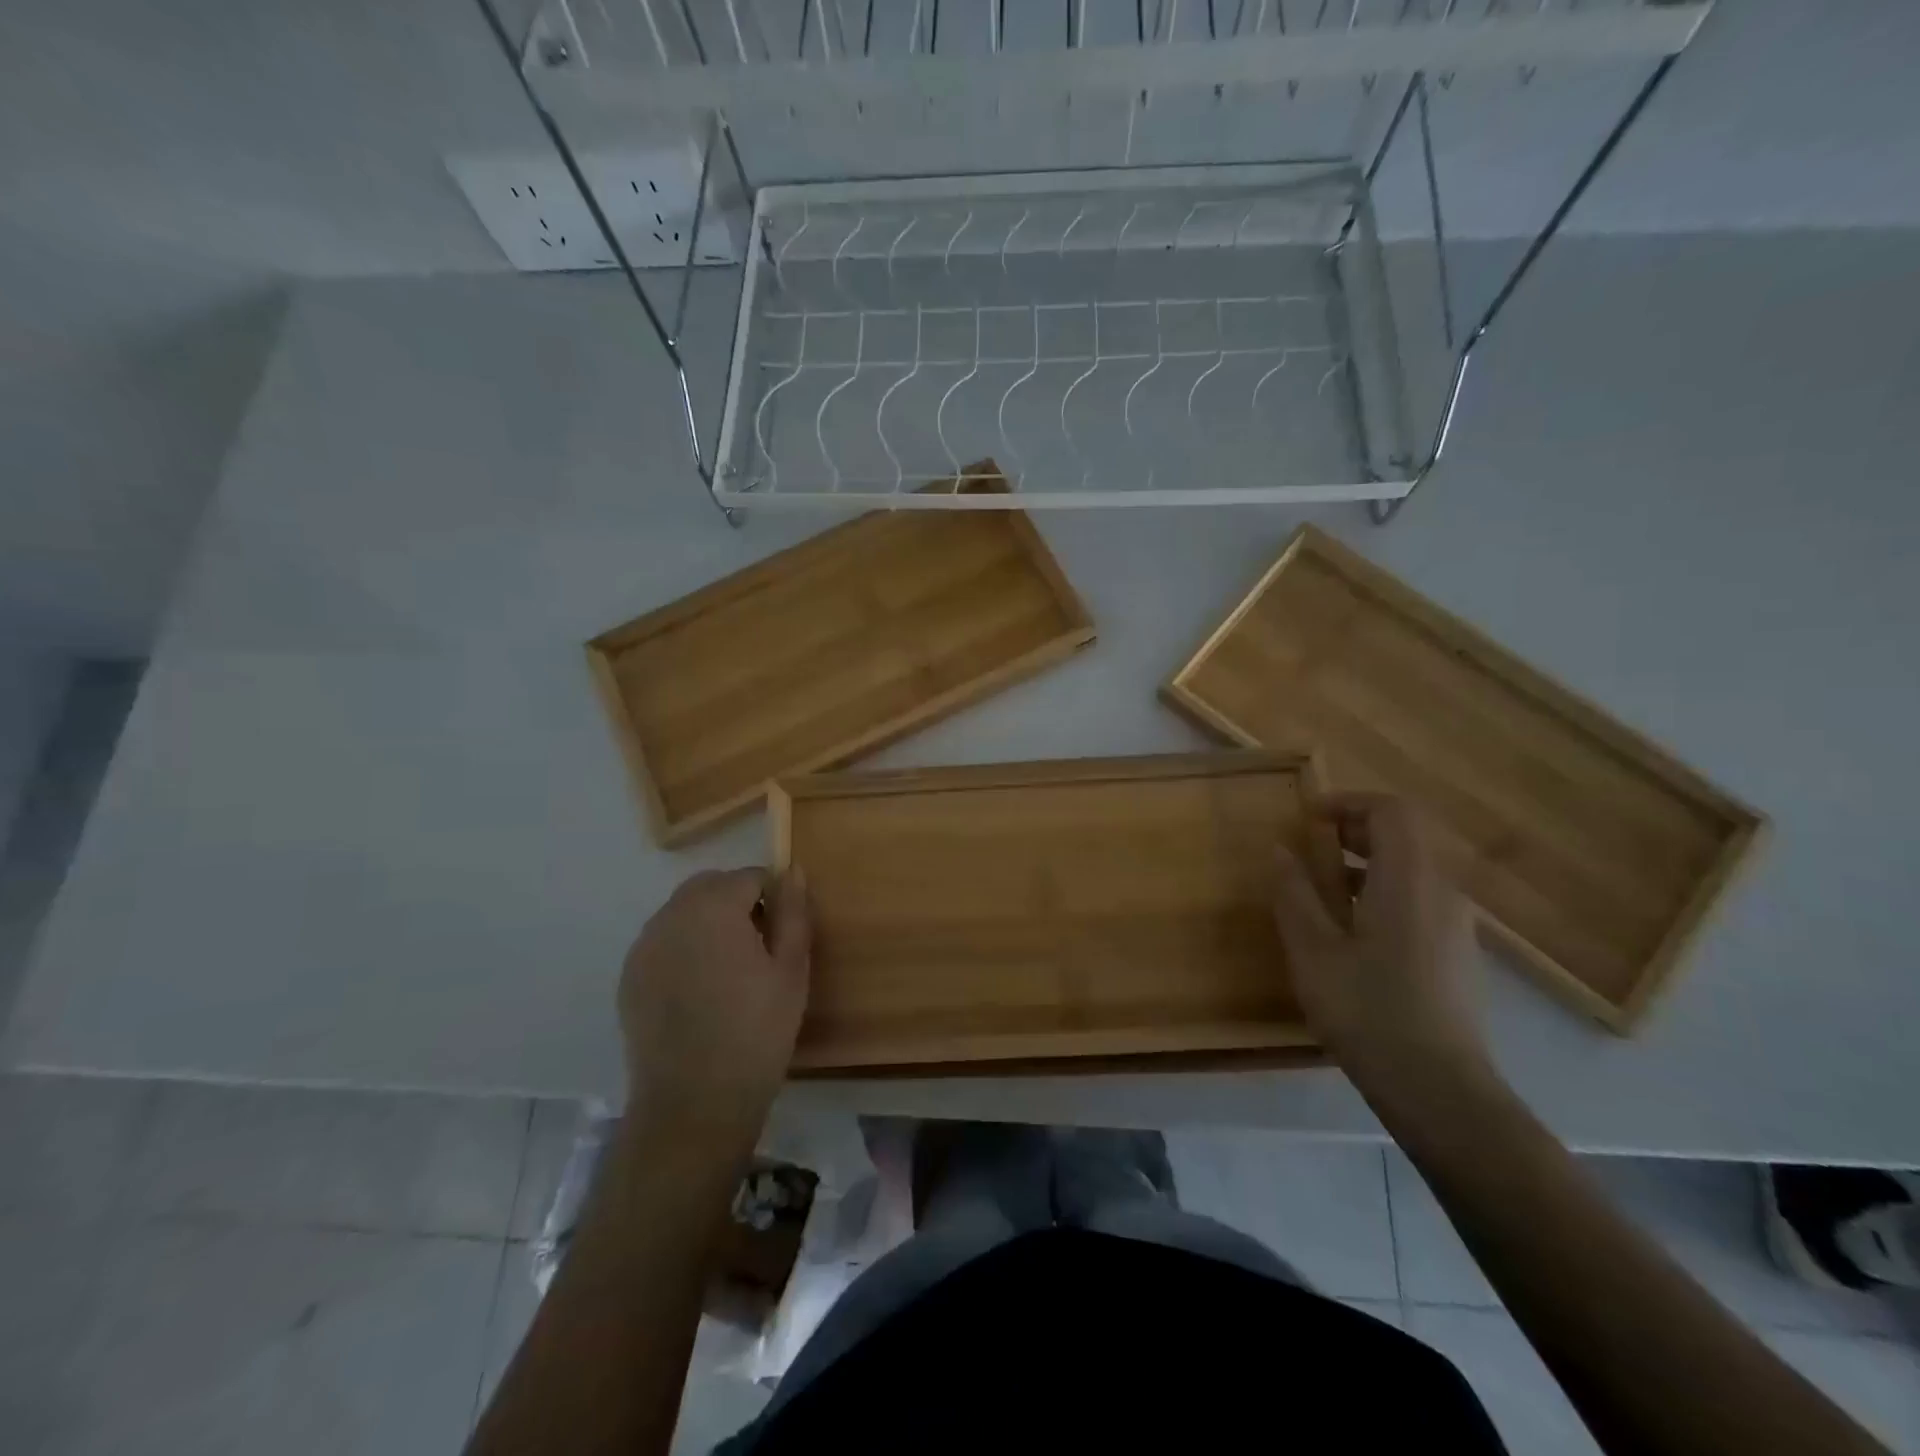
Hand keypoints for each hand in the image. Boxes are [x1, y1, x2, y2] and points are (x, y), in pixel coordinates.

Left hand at [619, 867, 810, 1131]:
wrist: (694, 1102)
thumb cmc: (757, 1030)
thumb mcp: (791, 968)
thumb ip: (793, 911)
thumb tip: (792, 870)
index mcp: (714, 907)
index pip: (750, 877)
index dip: (773, 898)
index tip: (784, 934)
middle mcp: (671, 915)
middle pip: (710, 887)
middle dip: (737, 902)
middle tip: (760, 948)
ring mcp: (644, 947)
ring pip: (683, 913)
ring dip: (708, 923)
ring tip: (730, 970)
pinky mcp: (629, 978)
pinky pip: (663, 943)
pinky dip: (684, 949)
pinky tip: (700, 989)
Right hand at [1273, 794, 1490, 1097]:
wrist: (1441, 1091)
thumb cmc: (1368, 1011)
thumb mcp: (1313, 950)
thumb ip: (1294, 893)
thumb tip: (1280, 849)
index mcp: (1409, 880)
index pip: (1391, 811)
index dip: (1348, 803)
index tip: (1307, 817)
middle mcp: (1443, 892)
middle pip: (1406, 836)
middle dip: (1355, 831)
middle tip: (1310, 846)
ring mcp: (1457, 926)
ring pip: (1413, 870)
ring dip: (1367, 864)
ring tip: (1321, 890)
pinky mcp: (1458, 955)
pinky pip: (1420, 901)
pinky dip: (1384, 893)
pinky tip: (1352, 933)